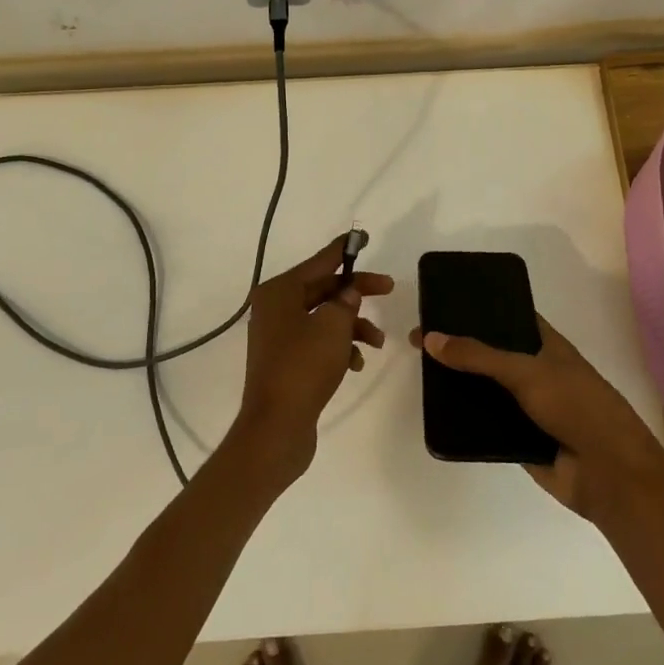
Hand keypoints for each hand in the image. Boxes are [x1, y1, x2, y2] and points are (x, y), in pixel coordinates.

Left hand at [231, 236, 393, 481]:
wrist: (276, 427)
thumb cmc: (303, 367)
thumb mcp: (333, 326)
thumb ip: (346, 301)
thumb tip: (348, 294)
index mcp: (279, 292)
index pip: (319, 262)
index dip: (343, 250)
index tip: (363, 237)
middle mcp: (274, 309)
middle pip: (323, 289)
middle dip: (356, 293)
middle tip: (388, 289)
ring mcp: (278, 336)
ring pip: (324, 318)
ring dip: (353, 326)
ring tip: (377, 342)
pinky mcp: (285, 362)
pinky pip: (317, 343)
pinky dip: (339, 348)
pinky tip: (356, 364)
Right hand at [410, 315, 663, 523]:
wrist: (610, 475)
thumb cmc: (577, 407)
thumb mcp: (527, 372)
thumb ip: (479, 356)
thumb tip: (431, 337)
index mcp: (547, 346)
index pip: (509, 318)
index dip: (480, 309)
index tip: (445, 302)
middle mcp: (536, 373)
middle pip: (491, 356)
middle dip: (461, 349)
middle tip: (420, 338)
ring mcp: (528, 408)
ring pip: (486, 391)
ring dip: (460, 386)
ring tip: (421, 373)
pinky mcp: (519, 441)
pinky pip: (485, 426)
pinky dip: (466, 421)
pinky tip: (436, 413)